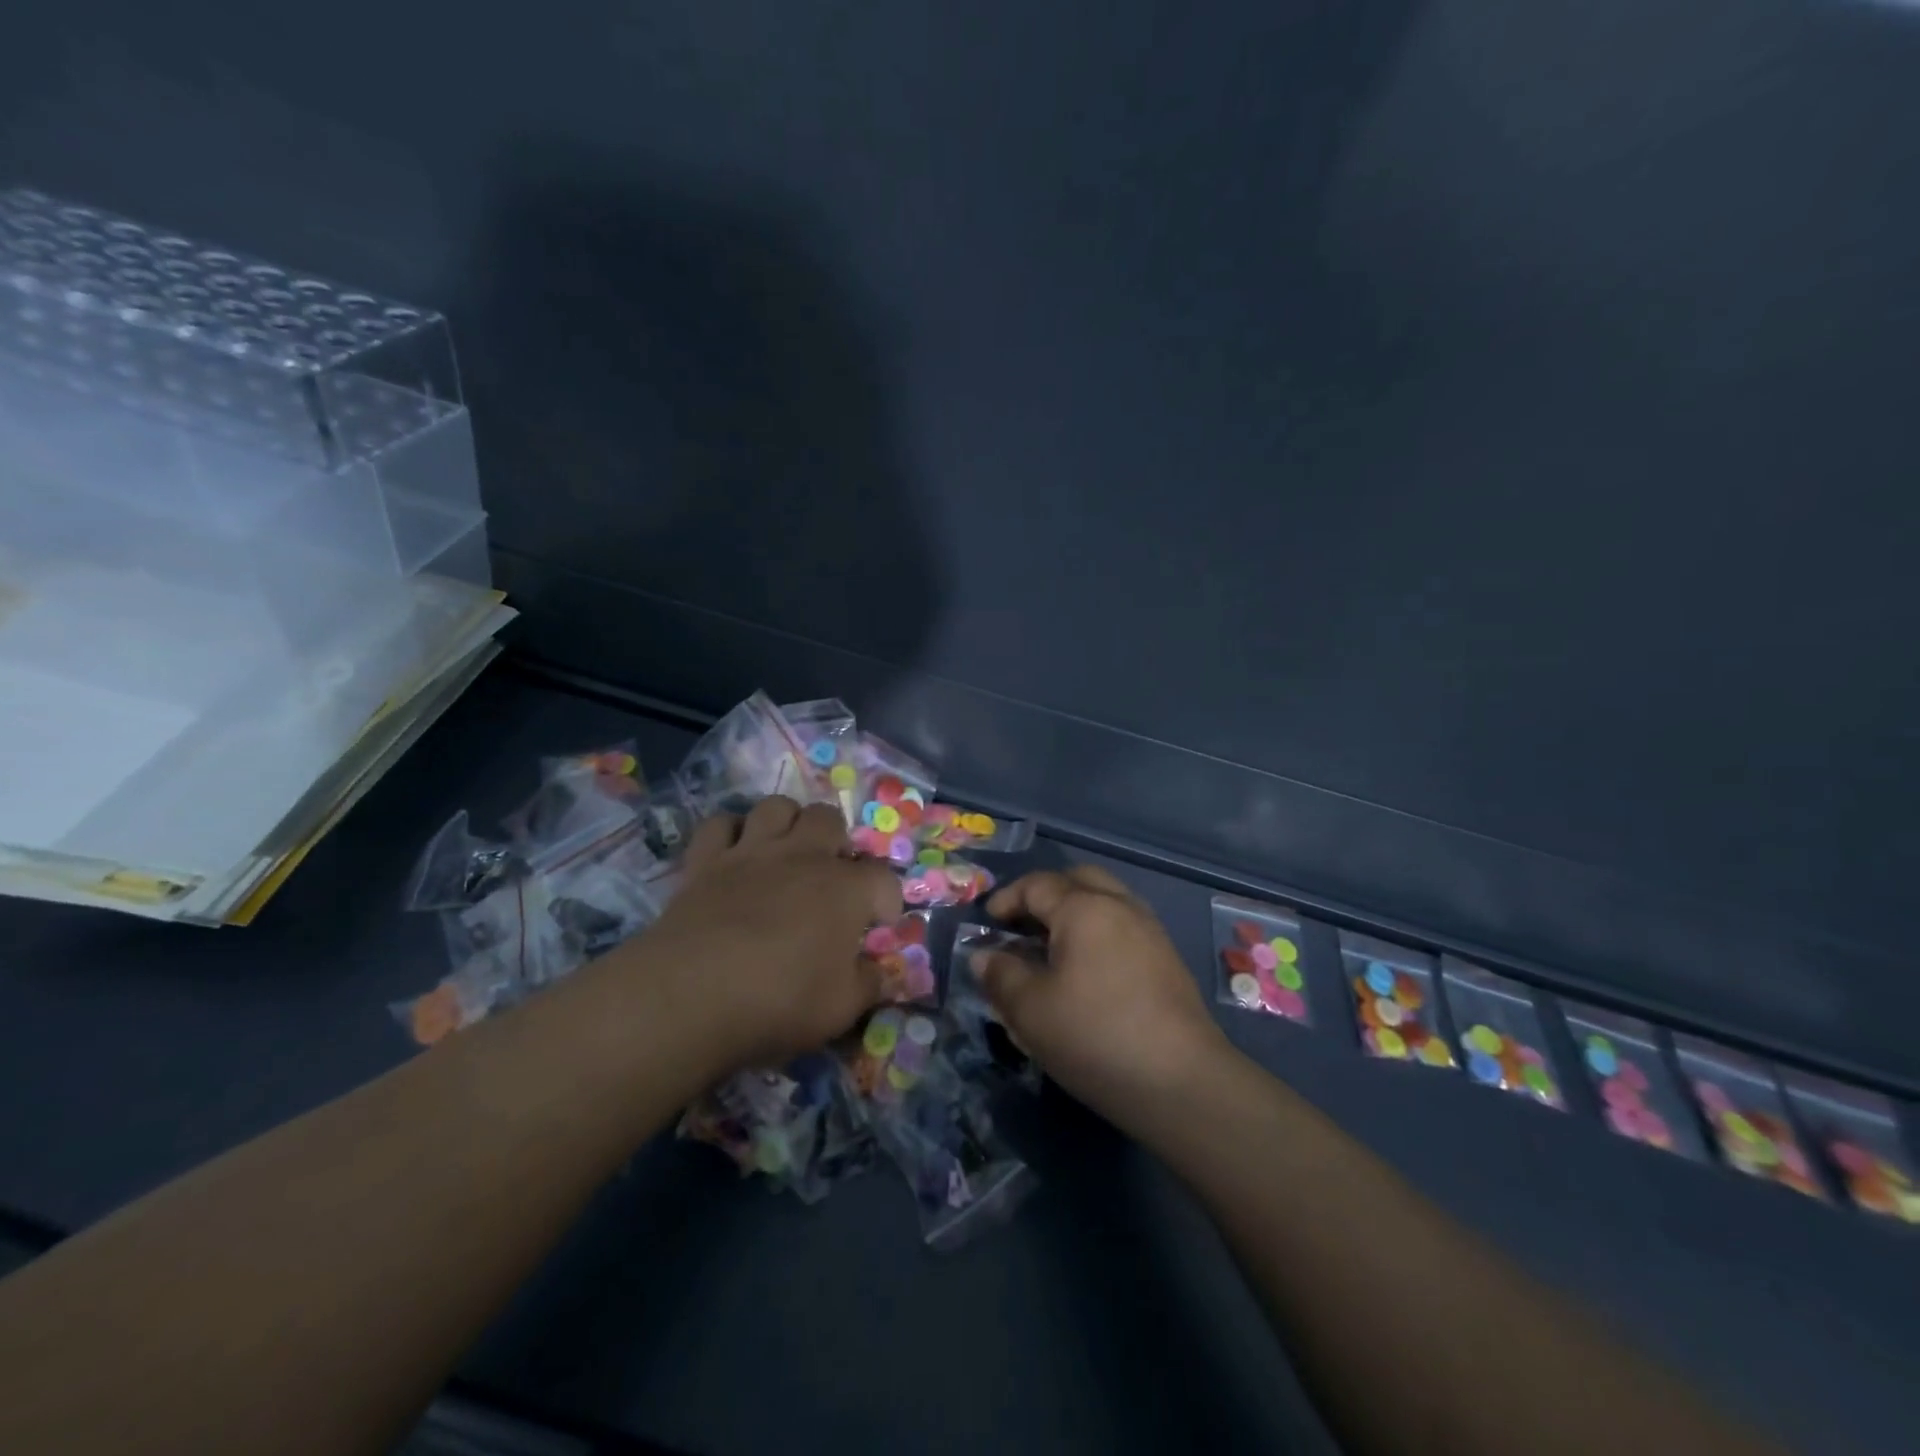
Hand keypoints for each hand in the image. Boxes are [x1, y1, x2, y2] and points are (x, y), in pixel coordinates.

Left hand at [620, 796, 900, 1072]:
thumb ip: (867, 985)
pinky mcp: (705, 861)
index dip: (886, 901)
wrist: (691, 995)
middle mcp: (803, 856)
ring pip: (777, 807)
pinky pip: (720, 824)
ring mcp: (751, 852)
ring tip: (786, 853)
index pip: (882, 879)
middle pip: (829, 819)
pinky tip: (734, 855)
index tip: (877, 925)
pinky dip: (730, 833)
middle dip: (836, 842)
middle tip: (830, 876)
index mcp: (845, 888)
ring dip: (787, 824)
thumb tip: (879, 974)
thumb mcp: (841, 1008)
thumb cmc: (779, 1001)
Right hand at [973, 866, 1227, 1119]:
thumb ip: (1001, 975)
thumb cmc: (1095, 1036)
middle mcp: (1120, 906)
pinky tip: (1087, 973)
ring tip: (1051, 950)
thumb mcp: (1030, 1010)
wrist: (1183, 1082)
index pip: (1037, 884)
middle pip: (1078, 880)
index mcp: (1084, 908)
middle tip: (1022, 926)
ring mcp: (1150, 932)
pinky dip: (1098, 934)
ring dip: (1075, 913)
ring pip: (1106, 901)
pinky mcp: (1168, 961)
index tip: (987, 924)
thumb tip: (985, 955)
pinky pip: (1124, 927)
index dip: (1007, 899)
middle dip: (1046, 894)